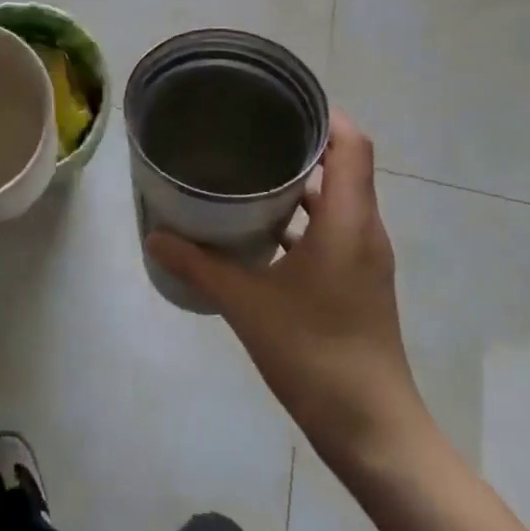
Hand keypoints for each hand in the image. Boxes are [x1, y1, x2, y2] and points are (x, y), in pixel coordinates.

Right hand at [147, 111, 433, 477]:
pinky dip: (302, 217)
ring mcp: (364, 257)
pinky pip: (332, 228)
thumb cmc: (315, 354)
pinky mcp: (357, 280)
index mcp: (348, 221)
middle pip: (342, 165)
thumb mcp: (247, 305)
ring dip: (299, 183)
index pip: (351, 144)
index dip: (322, 113)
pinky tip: (259, 229)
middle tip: (248, 130)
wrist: (373, 430)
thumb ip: (200, 265)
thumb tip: (156, 237)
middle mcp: (364, 229)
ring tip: (247, 170)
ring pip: (336, 199)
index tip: (279, 100)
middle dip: (299, 142)